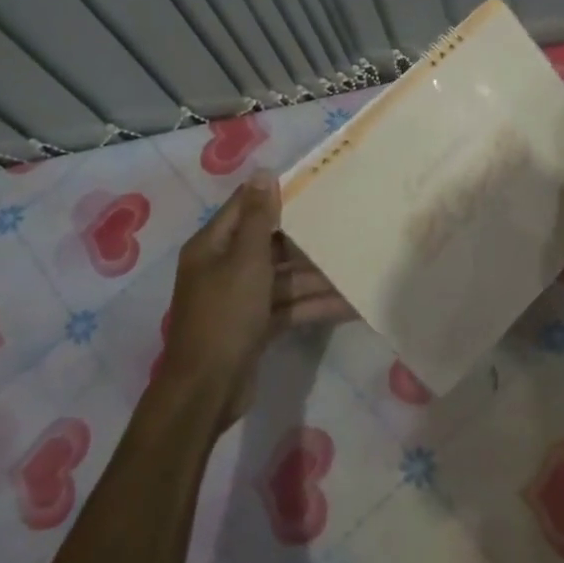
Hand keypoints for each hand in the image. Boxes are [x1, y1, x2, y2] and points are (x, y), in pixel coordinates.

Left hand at [159, 171, 354, 423]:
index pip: (246, 208)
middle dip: (306, 240)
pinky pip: (288, 306)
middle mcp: (224, 267)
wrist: (207, 389)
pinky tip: (349, 303)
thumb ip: (259, 219)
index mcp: (213, 246)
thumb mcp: (245, 261)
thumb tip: (262, 172)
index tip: (314, 183)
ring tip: (356, 267)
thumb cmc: (225, 315)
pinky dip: (313, 305)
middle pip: (270, 244)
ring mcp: (241, 298)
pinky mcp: (256, 325)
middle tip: (346, 224)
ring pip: (284, 277)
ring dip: (316, 276)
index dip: (276, 195)